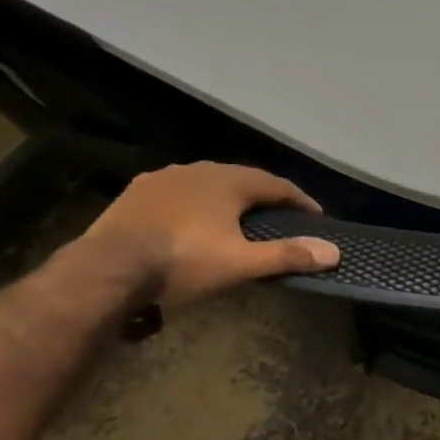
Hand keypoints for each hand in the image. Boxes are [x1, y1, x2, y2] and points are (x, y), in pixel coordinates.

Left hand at [85, 163, 339, 308]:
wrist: (105, 270)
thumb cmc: (182, 262)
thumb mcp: (240, 264)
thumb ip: (286, 255)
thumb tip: (334, 252)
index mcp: (230, 181)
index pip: (278, 186)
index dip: (300, 201)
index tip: (315, 218)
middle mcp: (200, 169)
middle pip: (243, 181)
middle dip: (263, 199)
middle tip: (278, 220)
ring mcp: (165, 178)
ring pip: (208, 184)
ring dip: (226, 200)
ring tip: (234, 221)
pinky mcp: (136, 192)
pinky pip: (177, 193)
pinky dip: (193, 205)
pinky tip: (189, 222)